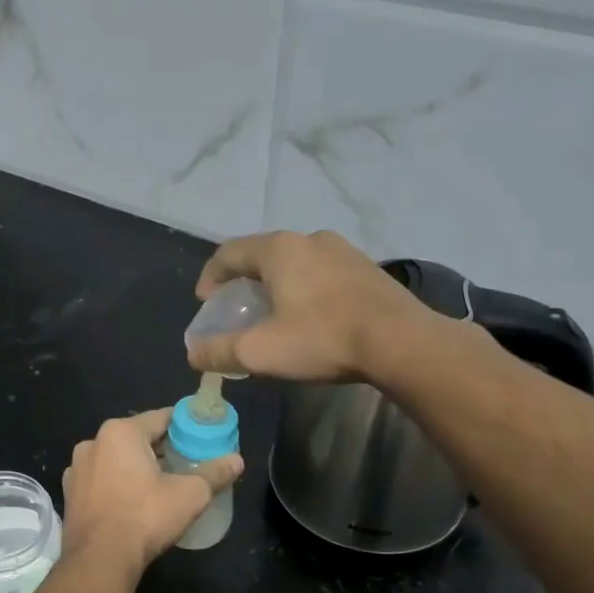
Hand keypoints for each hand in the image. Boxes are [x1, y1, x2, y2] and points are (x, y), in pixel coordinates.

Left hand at [62, 411, 243, 574]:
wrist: (99, 560)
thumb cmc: (145, 517)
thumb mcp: (190, 494)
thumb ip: (214, 473)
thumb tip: (238, 460)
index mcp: (121, 432)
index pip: (160, 418)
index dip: (184, 426)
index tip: (201, 436)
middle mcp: (93, 442)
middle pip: (136, 438)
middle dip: (161, 448)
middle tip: (186, 462)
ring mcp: (77, 469)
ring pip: (116, 459)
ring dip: (136, 466)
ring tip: (160, 484)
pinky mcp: (70, 494)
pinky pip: (101, 480)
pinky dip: (117, 484)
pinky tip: (132, 502)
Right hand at [187, 230, 428, 383]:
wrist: (401, 342)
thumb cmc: (322, 339)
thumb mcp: (260, 352)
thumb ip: (219, 351)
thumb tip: (192, 353)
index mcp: (279, 250)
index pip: (229, 252)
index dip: (210, 276)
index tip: (205, 301)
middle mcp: (309, 239)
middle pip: (263, 254)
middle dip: (244, 280)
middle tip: (238, 308)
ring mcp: (343, 250)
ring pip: (296, 261)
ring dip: (277, 283)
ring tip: (275, 312)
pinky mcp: (367, 268)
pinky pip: (322, 271)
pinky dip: (305, 287)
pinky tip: (312, 314)